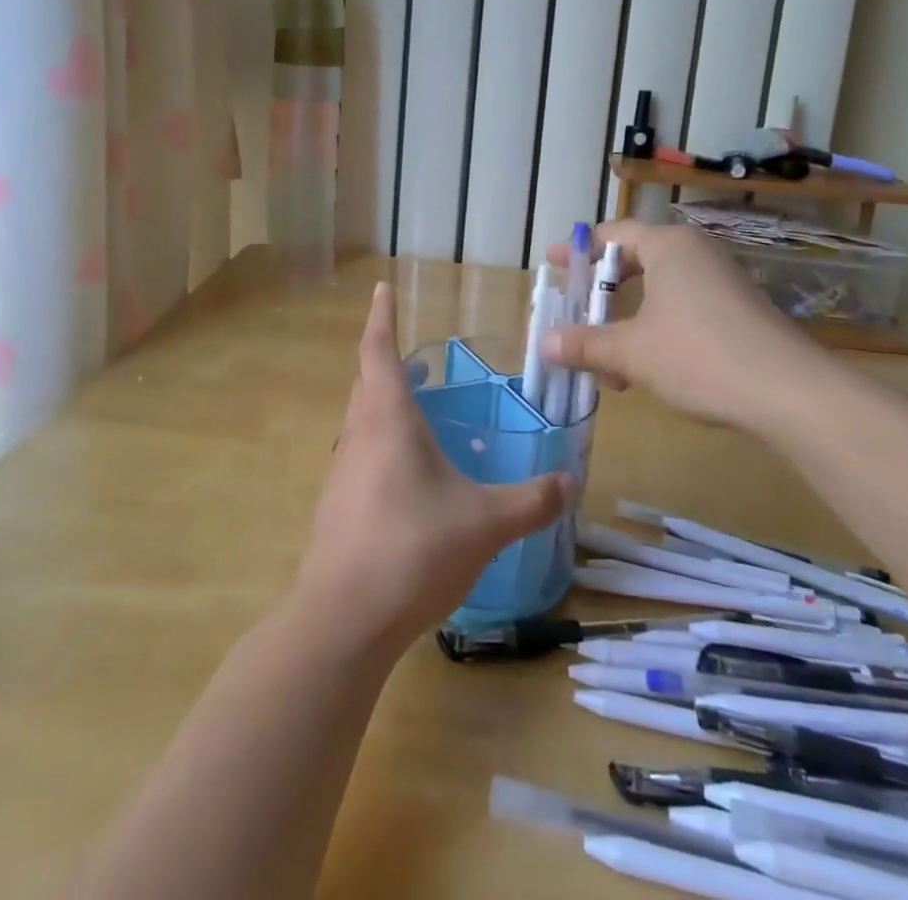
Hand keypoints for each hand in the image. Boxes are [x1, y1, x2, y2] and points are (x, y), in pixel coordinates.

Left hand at [293, 283, 572, 652]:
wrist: (342, 620)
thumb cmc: (412, 550)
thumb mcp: (484, 523)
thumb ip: (530, 502)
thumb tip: (570, 481)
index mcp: (388, 421)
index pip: (378, 351)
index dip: (381, 317)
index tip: (380, 288)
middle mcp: (358, 436)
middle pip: (366, 382)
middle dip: (386, 360)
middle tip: (414, 357)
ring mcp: (342, 473)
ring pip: (361, 421)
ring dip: (383, 404)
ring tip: (417, 411)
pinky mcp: (337, 507)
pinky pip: (360, 456)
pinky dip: (381, 444)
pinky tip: (408, 477)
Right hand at [543, 220, 833, 434]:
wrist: (791, 393)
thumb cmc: (700, 355)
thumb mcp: (632, 351)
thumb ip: (585, 344)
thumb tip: (544, 343)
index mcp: (668, 246)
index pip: (612, 235)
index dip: (578, 251)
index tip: (553, 265)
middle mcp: (695, 254)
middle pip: (634, 263)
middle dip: (601, 296)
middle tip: (575, 316)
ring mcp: (720, 282)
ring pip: (658, 293)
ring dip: (626, 324)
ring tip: (607, 364)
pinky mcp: (737, 312)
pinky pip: (682, 310)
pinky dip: (655, 332)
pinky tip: (646, 372)